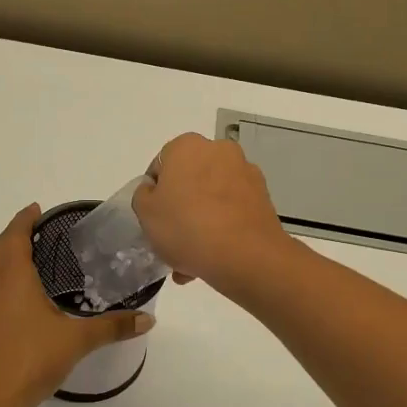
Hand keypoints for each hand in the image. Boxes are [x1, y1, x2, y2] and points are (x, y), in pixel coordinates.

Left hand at [0, 204, 153, 406]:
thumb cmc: (30, 359)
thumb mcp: (77, 341)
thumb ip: (112, 327)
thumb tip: (148, 320)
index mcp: (11, 276)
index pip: (15, 234)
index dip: (25, 219)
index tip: (37, 210)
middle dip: (13, 235)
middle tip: (36, 233)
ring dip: (2, 258)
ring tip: (26, 262)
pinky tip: (14, 301)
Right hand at [132, 135, 293, 294]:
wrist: (246, 255)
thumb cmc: (187, 227)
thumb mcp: (145, 212)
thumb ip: (143, 195)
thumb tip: (156, 191)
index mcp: (187, 146)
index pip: (161, 166)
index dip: (154, 194)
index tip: (155, 218)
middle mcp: (219, 150)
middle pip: (190, 181)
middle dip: (180, 209)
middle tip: (171, 240)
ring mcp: (245, 173)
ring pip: (212, 199)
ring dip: (201, 222)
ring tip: (191, 260)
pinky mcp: (263, 198)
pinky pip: (232, 211)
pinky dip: (222, 228)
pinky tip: (212, 258)